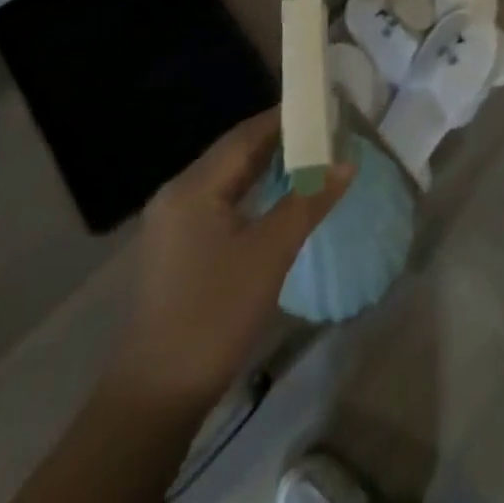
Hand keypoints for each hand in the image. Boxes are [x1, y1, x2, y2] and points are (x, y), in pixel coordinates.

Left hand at [105, 108, 353, 412]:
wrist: (157, 396)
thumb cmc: (214, 314)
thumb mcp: (270, 253)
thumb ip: (308, 201)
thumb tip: (346, 163)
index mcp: (193, 186)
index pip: (246, 134)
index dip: (286, 118)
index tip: (324, 108)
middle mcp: (178, 193)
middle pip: (235, 151)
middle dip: (280, 139)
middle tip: (325, 130)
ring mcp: (174, 221)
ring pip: (228, 176)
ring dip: (267, 165)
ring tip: (311, 156)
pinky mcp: (178, 246)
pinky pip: (221, 200)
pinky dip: (252, 190)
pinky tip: (279, 195)